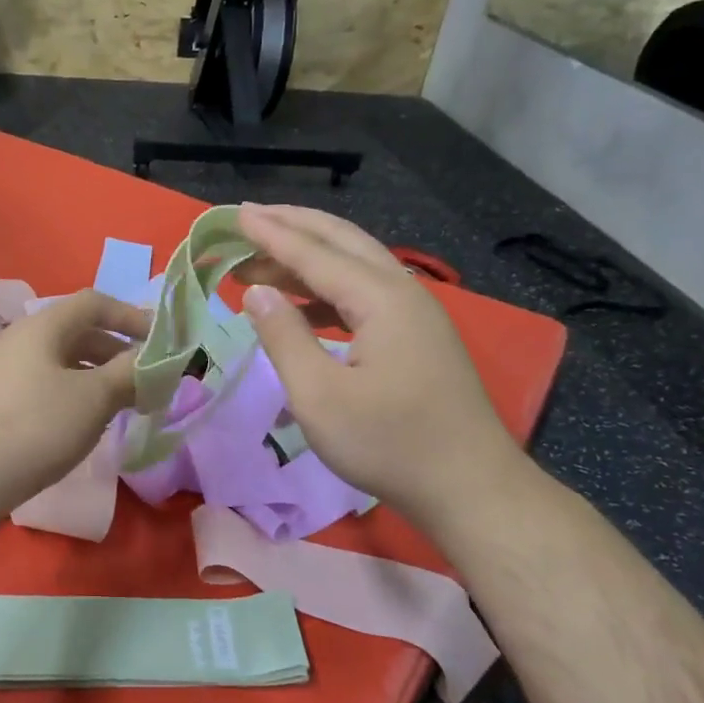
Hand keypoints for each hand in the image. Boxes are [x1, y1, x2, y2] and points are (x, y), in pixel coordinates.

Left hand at [0, 290, 150, 519]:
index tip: (160, 342)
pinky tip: (86, 421)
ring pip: (63, 361)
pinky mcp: (0, 400)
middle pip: (79, 331)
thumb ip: (129, 373)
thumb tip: (154, 360)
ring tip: (123, 402)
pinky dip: (76, 393)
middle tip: (146, 378)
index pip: (95, 303)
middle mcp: (21, 339)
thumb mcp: (93, 398)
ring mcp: (6, 370)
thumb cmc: (36, 427)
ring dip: (98, 375)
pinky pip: (48, 383)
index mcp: (43, 326)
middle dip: (117, 351)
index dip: (131, 316)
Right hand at [235, 204, 530, 527]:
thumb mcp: (319, 396)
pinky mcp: (418, 338)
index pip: (315, 253)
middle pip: (343, 242)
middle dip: (294, 228)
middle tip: (249, 220)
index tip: (235, 215)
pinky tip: (303, 307)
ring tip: (261, 265)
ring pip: (356, 267)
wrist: (468, 487)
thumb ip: (284, 337)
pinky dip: (328, 291)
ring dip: (309, 260)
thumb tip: (256, 292)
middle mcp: (403, 292)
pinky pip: (366, 295)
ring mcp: (416, 315)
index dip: (271, 234)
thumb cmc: (388, 443)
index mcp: (381, 298)